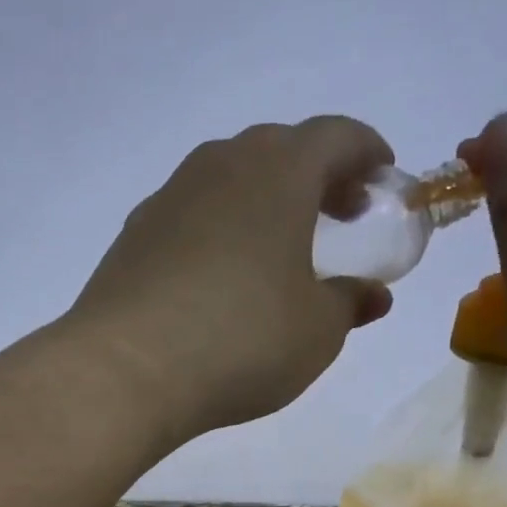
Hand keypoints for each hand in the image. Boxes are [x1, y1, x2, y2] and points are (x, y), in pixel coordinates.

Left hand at [64, 117, 394, 441]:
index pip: (336, 137)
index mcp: (278, 170)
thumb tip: (370, 295)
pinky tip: (217, 278)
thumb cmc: (241, 341)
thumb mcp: (316, 332)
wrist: (125, 370)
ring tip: (274, 250)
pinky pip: (189, 217)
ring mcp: (167, 198)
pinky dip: (216, 231)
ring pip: (227, 180)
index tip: (380, 182)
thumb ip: (349, 304)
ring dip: (260, 203)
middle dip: (314, 177)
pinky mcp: (131, 236)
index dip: (366, 155)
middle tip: (335, 216)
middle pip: (278, 151)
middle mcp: (219, 166)